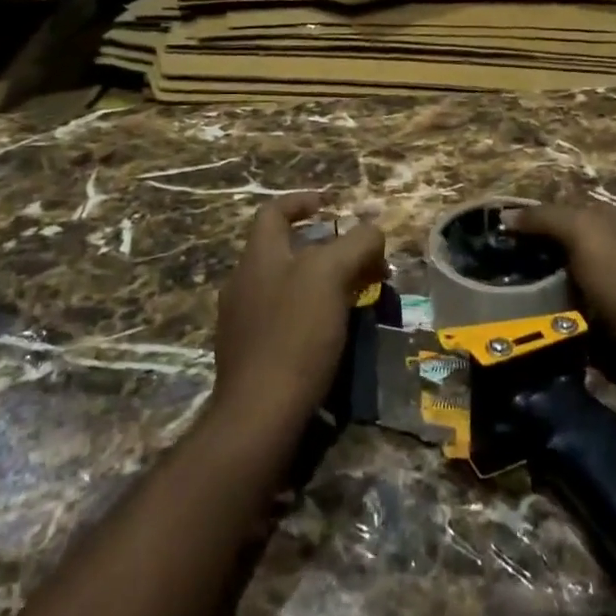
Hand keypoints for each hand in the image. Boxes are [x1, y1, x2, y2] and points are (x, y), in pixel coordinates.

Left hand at [212, 192, 384, 430]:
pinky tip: (334, 332)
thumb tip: (373, 229)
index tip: (332, 205)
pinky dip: (310, 314)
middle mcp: (243, 283)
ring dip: (321, 283)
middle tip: (362, 261)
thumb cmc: (295, 334)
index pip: (273, 212)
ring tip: (356, 296)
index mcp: (257, 257)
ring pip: (286, 286)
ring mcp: (242, 321)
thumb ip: (354, 244)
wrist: (259, 414)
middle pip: (284, 250)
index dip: (302, 202)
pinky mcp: (250, 355)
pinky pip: (284, 319)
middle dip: (325, 249)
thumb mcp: (331, 276)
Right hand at [503, 203, 615, 349]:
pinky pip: (571, 318)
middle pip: (563, 250)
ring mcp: (614, 292)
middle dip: (532, 260)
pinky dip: (553, 321)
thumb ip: (545, 218)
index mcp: (614, 222)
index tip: (499, 238)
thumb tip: (505, 214)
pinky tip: (531, 325)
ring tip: (504, 302)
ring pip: (564, 286)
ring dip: (539, 295)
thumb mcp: (583, 232)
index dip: (532, 221)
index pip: (564, 213)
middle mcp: (615, 252)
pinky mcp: (611, 327)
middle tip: (495, 272)